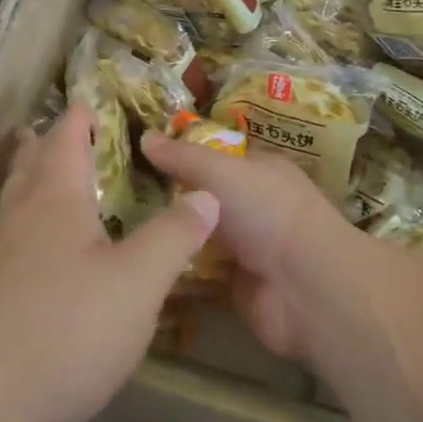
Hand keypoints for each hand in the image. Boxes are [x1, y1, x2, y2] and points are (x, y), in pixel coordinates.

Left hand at [0, 107, 219, 421]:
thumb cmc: (64, 332)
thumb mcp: (138, 283)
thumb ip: (175, 235)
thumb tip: (207, 193)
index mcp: (54, 198)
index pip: (66, 136)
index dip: (81, 114)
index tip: (94, 98)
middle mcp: (17, 217)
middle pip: (30, 164)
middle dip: (48, 143)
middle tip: (66, 129)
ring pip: (14, 203)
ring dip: (32, 183)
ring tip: (51, 180)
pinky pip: (6, 244)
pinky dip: (24, 230)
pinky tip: (34, 257)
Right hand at [140, 132, 364, 362]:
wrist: (303, 286)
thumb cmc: (267, 211)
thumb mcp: (220, 171)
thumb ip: (181, 156)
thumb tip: (144, 135)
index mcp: (260, 169)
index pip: (218, 154)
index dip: (184, 153)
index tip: (141, 155)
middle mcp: (255, 204)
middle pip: (206, 196)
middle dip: (172, 196)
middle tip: (121, 195)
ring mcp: (247, 246)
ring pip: (201, 233)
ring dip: (172, 233)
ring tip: (118, 227)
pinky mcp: (236, 283)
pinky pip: (199, 270)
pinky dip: (177, 267)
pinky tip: (140, 261)